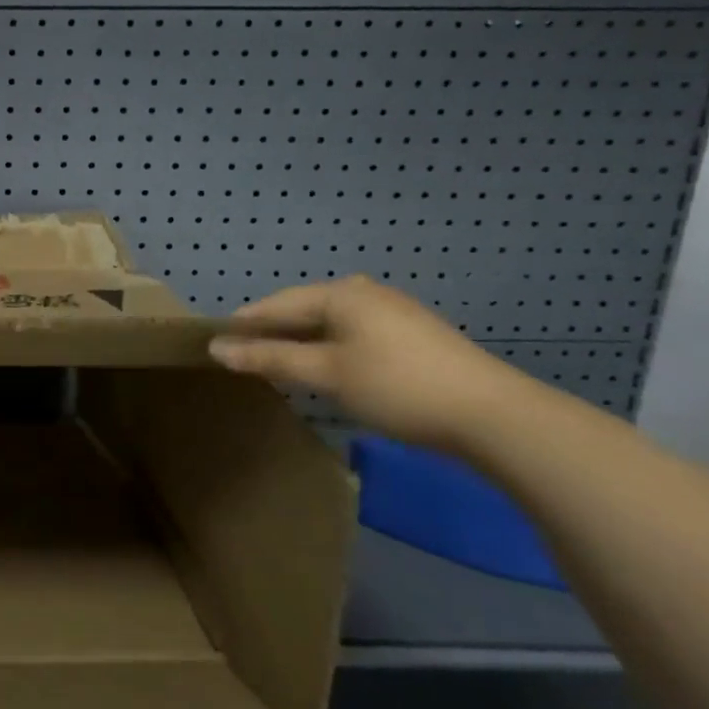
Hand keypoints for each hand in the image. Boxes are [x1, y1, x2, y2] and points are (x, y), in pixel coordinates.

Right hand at [208, 275, 526, 454]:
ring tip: (279, 362)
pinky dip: (330, 348)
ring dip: (302, 341)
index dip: (245, 322)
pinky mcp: (413, 335)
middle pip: (304, 309)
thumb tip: (216, 348)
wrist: (493, 415)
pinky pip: (354, 333)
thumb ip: (270, 358)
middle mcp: (366, 293)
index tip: (215, 340)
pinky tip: (327, 368)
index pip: (277, 303)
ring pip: (331, 323)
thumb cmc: (396, 386)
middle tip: (244, 355)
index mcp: (341, 294)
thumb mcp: (326, 373)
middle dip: (273, 331)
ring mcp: (394, 312)